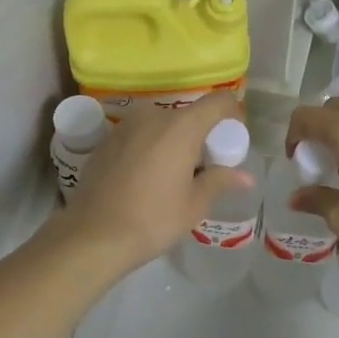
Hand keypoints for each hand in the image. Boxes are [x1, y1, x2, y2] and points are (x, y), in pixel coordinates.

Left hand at [62, 91, 253, 271]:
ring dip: (174, 142)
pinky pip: (140, 135)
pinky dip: (151, 148)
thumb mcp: (194, 205)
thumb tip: (246, 177)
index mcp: (181, 127)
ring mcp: (125, 126)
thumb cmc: (152, 219)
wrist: (92, 235)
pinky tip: (145, 179)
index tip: (231, 143)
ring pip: (162, 125)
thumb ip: (220, 181)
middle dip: (202, 136)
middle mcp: (153, 116)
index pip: (219, 102)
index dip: (233, 116)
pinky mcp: (106, 140)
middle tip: (204, 169)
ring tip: (173, 176)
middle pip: (189, 115)